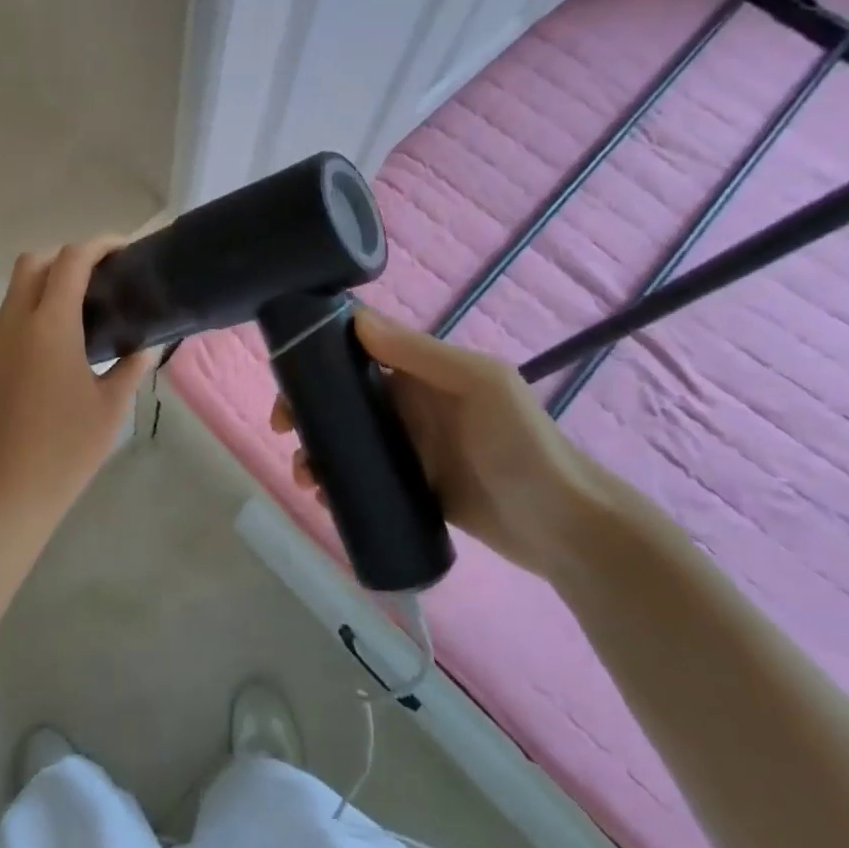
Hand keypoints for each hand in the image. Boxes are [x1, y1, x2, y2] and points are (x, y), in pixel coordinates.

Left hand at [0, 238, 156, 523]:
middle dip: (66, 256)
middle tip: (100, 277)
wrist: (6, 494)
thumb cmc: (66, 450)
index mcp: (49, 326)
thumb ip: (132, 365)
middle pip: (32, 262)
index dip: (98, 245)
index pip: (70, 261)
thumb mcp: (111, 406)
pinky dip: (33, 309)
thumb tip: (147, 344)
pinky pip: (9, 317)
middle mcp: (15, 324)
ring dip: (46, 283)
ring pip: (16, 289)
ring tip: (84, 309)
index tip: (124, 249)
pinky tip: (59, 342)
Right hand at [271, 307, 621, 581]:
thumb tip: (355, 318)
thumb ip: (419, 353)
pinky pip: (362, 477)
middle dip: (306, 409)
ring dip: (316, 450)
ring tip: (306, 478)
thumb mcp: (479, 384)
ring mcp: (409, 447)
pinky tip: (324, 498)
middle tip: (284, 431)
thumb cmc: (523, 444)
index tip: (288, 378)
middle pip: (342, 397)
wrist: (564, 528)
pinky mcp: (412, 487)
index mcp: (423, 372)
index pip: (358, 351)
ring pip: (346, 439)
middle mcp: (410, 404)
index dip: (317, 357)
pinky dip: (337, 483)